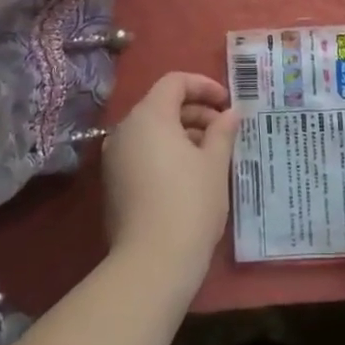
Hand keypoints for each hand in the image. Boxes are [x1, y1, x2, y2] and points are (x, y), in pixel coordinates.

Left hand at [103, 72, 239, 289]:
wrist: (151, 262)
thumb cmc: (190, 203)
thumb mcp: (215, 164)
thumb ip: (222, 131)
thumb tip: (230, 113)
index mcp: (149, 116)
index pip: (174, 82)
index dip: (203, 86)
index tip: (227, 104)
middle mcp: (125, 130)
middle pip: (162, 105)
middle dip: (196, 112)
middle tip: (225, 131)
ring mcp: (115, 157)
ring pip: (152, 131)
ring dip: (183, 133)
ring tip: (213, 154)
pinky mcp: (113, 183)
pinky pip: (142, 153)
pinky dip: (166, 153)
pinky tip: (191, 175)